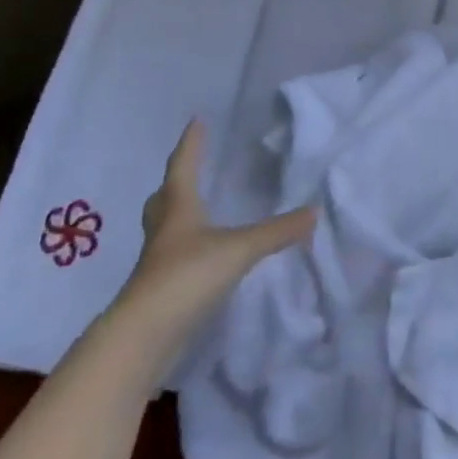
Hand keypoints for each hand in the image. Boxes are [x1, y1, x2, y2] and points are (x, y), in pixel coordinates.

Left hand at [118, 119, 315, 317]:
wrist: (143, 337)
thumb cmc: (187, 277)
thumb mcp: (239, 249)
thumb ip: (277, 231)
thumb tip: (314, 211)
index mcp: (179, 209)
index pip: (183, 166)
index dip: (191, 144)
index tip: (196, 121)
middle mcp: (164, 231)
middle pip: (164, 198)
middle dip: (175, 181)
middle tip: (187, 169)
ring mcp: (158, 263)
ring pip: (165, 229)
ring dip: (177, 215)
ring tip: (196, 211)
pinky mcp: (160, 292)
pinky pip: (172, 258)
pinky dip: (186, 249)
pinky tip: (202, 256)